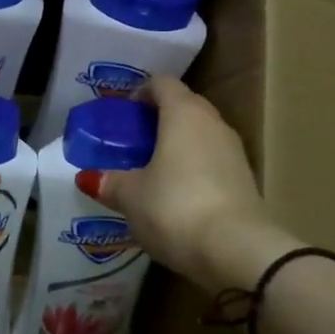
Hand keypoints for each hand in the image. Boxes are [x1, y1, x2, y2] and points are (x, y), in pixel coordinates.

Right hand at [81, 76, 281, 287]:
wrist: (237, 251)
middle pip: (185, 105)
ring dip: (179, 144)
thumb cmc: (175, 207)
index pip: (162, 83)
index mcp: (183, 113)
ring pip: (202, 134)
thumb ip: (109, 182)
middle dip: (159, 118)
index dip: (141, 92)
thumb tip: (88, 177)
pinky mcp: (246, 180)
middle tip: (134, 141)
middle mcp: (213, 123)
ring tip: (153, 169)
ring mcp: (235, 151)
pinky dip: (195, 168)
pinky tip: (177, 194)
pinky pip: (214, 161)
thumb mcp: (131, 197)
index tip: (124, 113)